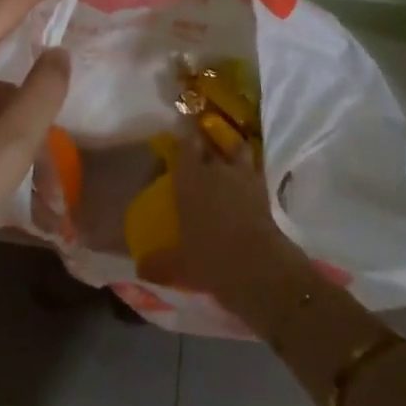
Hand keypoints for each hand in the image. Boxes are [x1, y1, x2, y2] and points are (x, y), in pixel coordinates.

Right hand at [165, 138, 310, 314]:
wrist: (260, 268)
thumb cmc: (211, 259)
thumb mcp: (179, 266)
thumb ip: (158, 264)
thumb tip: (140, 268)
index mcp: (190, 179)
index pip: (186, 145)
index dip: (184, 139)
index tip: (180, 137)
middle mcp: (215, 170)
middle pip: (210, 144)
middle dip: (205, 144)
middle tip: (200, 151)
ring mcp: (243, 177)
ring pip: (237, 149)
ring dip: (232, 150)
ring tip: (228, 156)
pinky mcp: (264, 191)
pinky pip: (254, 171)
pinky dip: (250, 172)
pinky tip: (246, 182)